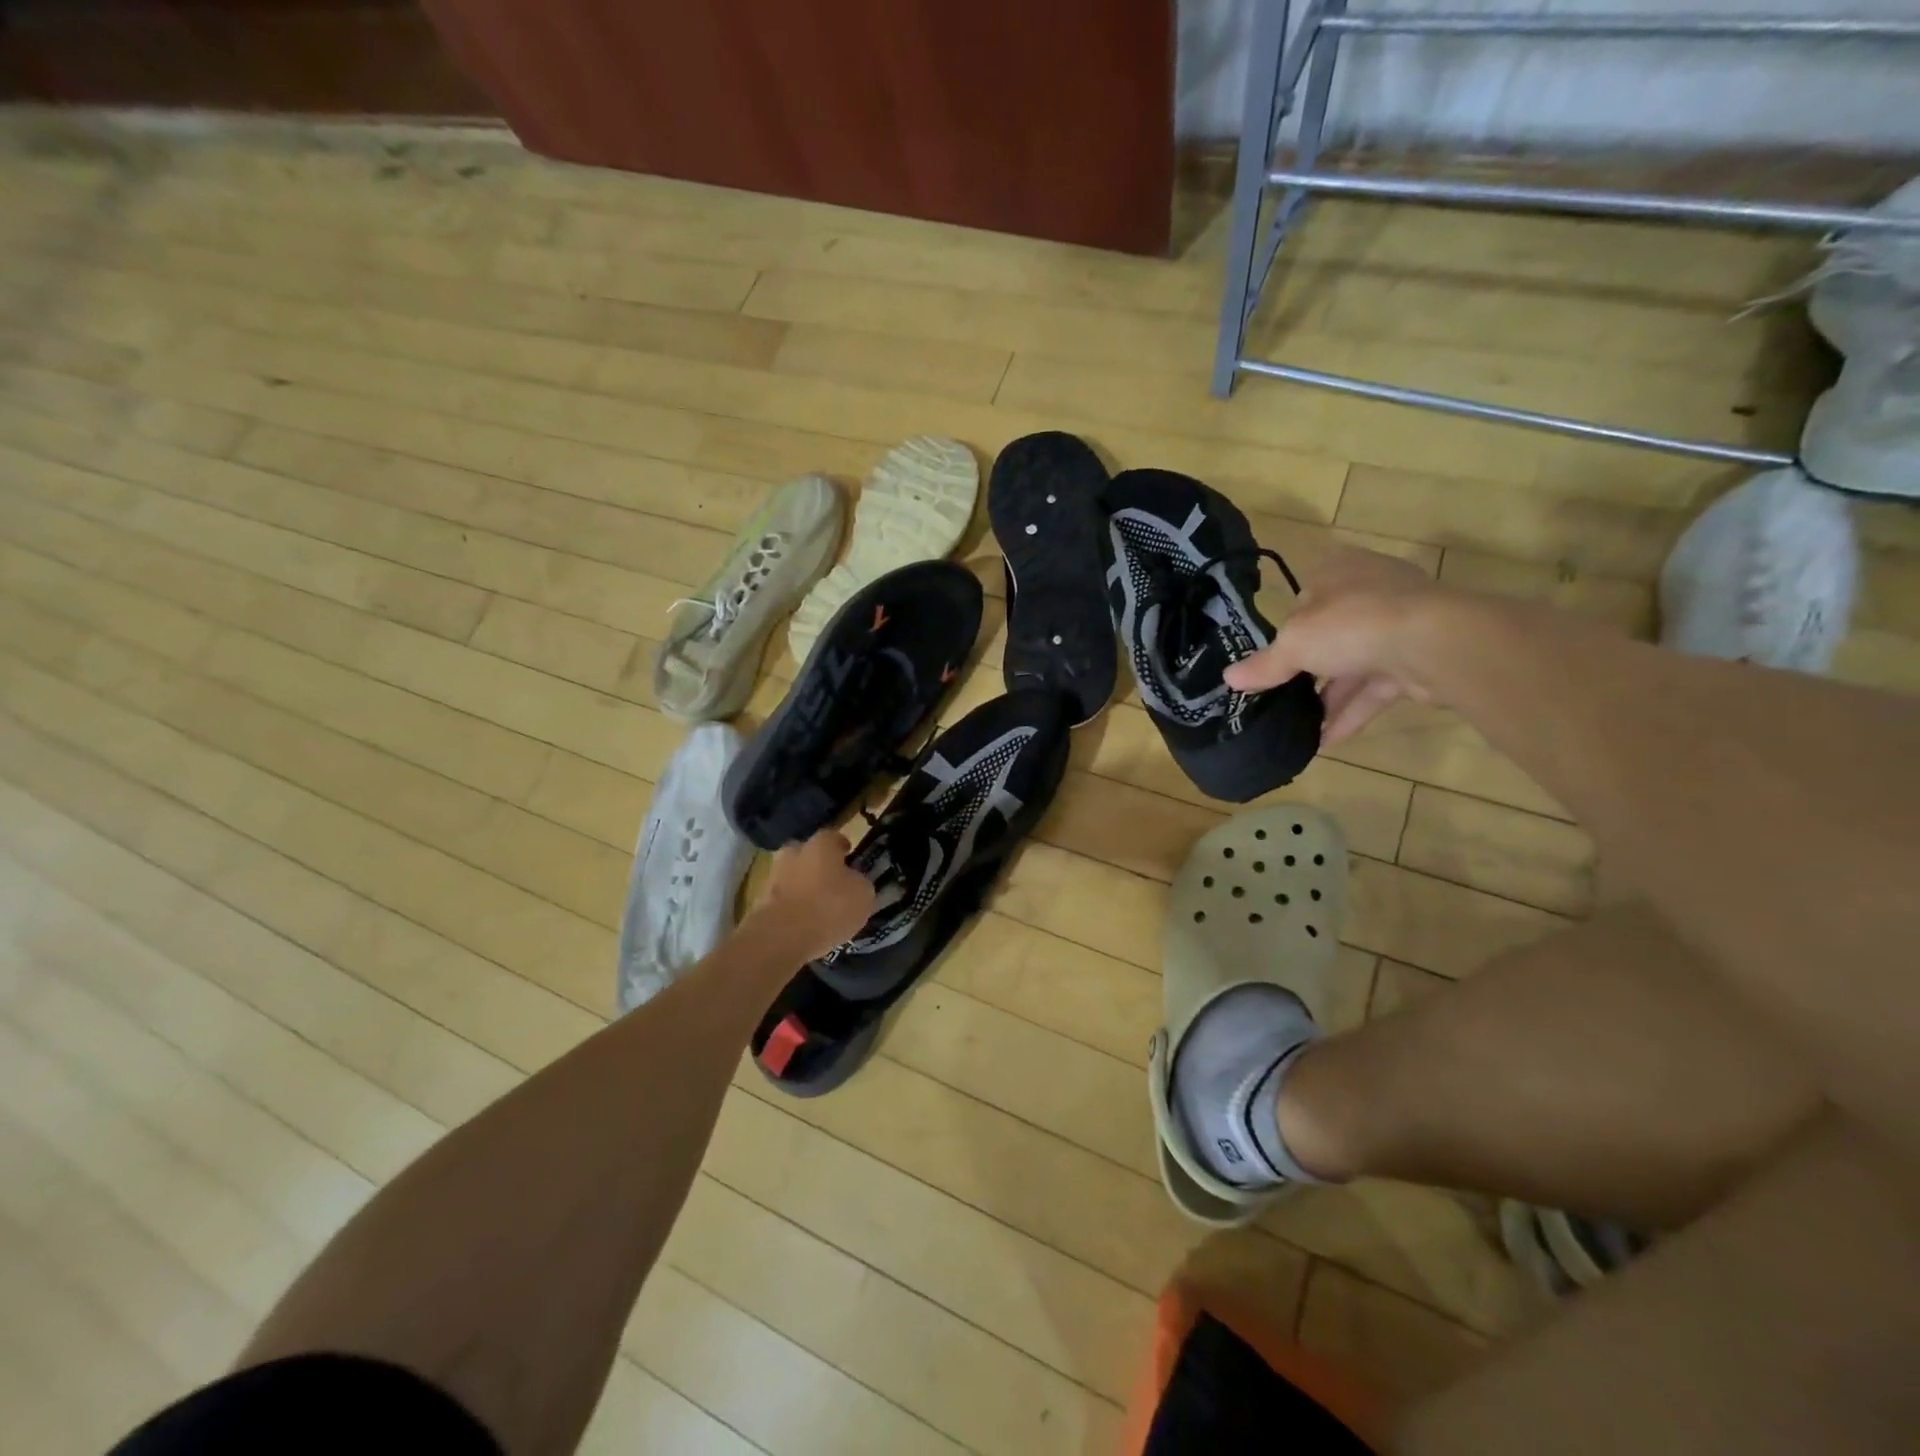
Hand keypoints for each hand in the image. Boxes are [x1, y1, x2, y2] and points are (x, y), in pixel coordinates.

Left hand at [752, 830, 876, 960]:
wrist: (780, 937)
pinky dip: (792, 907)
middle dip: (818, 864)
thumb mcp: (863, 895)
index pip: (834, 836)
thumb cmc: (829, 908)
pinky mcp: (760, 902)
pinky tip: (804, 922)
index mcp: (820, 845)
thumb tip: (854, 881)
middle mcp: (794, 853)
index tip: (850, 856)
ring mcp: (773, 877)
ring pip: (792, 876)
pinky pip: (782, 899)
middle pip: (807, 853)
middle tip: (831, 881)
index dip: (843, 847)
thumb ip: (860, 883)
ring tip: (818, 907)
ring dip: (803, 886)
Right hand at [1225, 548, 1447, 745]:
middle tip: (1281, 699)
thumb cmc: (1351, 625)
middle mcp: (1370, 591)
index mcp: (1337, 570)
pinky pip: (1376, 687)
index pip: (1303, 600)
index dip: (1286, 631)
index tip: (1271, 662)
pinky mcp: (1418, 658)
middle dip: (1307, 670)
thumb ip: (1263, 665)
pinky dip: (1352, 712)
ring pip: (1354, 664)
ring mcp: (1399, 625)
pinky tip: (1327, 741)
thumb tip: (1229, 678)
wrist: (1434, 643)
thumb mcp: (1293, 644)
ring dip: (1328, 698)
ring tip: (1299, 729)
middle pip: (1329, 633)